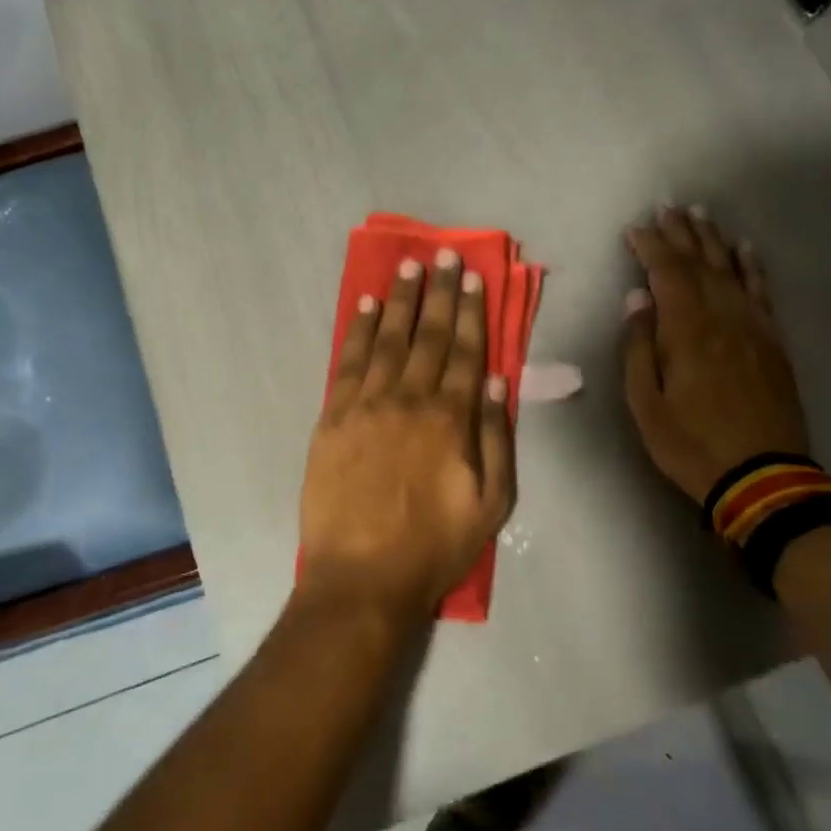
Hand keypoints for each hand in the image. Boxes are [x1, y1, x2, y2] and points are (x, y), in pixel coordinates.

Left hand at [299, 250, 516, 622]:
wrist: (362, 577)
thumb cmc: (435, 546)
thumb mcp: (492, 504)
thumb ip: (496, 438)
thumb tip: (497, 382)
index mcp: (451, 420)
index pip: (466, 351)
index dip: (471, 311)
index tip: (474, 276)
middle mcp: (410, 400)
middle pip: (428, 336)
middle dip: (439, 293)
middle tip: (444, 254)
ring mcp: (367, 406)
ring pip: (388, 340)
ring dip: (400, 301)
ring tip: (409, 268)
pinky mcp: (333, 418)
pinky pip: (348, 363)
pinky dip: (359, 331)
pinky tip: (367, 307)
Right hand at [622, 207, 808, 503]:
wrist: (761, 476)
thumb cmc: (690, 443)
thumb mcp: (645, 404)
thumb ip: (639, 348)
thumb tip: (637, 300)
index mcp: (687, 331)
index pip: (667, 274)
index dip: (651, 246)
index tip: (635, 227)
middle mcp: (723, 318)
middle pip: (701, 264)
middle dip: (682, 233)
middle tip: (668, 207)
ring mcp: (753, 328)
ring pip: (732, 271)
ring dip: (714, 240)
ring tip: (701, 214)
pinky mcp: (773, 343)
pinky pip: (763, 293)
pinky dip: (753, 267)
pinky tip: (746, 250)